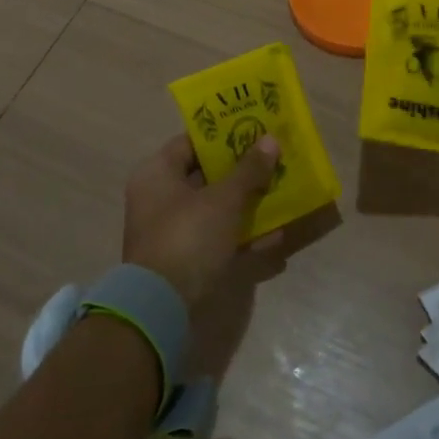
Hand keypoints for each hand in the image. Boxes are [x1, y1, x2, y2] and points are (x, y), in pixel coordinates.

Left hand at [123, 132, 280, 307]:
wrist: (161, 308)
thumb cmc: (188, 238)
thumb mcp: (224, 200)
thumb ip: (249, 170)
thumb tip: (270, 139)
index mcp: (157, 173)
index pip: (191, 142)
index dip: (224, 135)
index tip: (256, 130)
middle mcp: (158, 198)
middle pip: (206, 175)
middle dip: (242, 171)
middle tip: (275, 160)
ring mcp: (170, 231)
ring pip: (215, 208)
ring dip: (246, 204)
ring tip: (282, 194)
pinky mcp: (183, 259)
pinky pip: (217, 238)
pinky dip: (242, 236)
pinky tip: (275, 237)